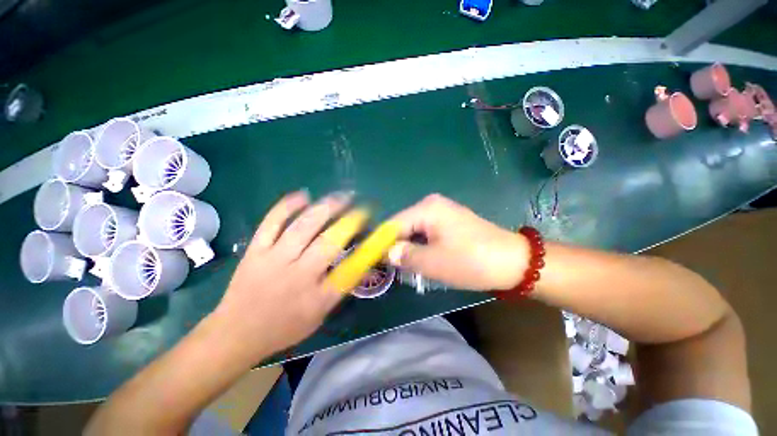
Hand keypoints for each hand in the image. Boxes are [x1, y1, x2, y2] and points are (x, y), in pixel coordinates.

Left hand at [211, 190, 356, 359]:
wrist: (236, 333)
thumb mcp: (319, 315)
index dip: (365, 247)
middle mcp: (298, 275)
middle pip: (328, 242)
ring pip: (303, 227)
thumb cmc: (283, 327)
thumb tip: (362, 264)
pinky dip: (287, 206)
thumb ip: (340, 288)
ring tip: (340, 197)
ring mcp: (274, 260)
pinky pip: (271, 222)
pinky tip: (303, 195)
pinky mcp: (255, 250)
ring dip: (325, 208)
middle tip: (359, 207)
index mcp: (317, 296)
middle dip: (348, 221)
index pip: (350, 269)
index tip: (373, 233)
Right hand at [388, 194, 528, 290]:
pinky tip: (427, 260)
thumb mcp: (433, 263)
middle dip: (399, 247)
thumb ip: (405, 256)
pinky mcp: (450, 221)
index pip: (393, 224)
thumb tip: (388, 253)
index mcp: (426, 208)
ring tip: (412, 268)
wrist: (514, 261)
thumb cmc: (472, 261)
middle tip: (396, 269)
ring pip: (415, 231)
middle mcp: (432, 205)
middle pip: (404, 227)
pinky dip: (423, 247)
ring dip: (411, 249)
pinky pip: (427, 233)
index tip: (374, 261)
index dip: (382, 244)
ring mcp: (442, 212)